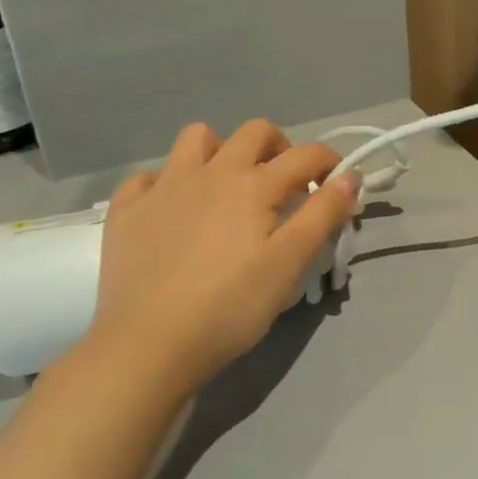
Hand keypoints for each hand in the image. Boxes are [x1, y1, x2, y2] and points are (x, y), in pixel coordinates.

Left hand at [66, 121, 361, 401]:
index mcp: (254, 184)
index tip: (338, 186)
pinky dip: (168, 183)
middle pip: (254, 133)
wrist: (148, 345)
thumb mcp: (291, 262)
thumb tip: (351, 176)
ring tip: (229, 186)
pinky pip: (148, 176)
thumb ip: (324, 213)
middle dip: (280, 147)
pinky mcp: (126, 211)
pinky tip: (175, 210)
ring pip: (196, 138)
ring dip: (221, 151)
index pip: (306, 155)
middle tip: (286, 185)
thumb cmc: (231, 305)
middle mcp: (210, 172)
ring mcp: (163, 187)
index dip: (330, 163)